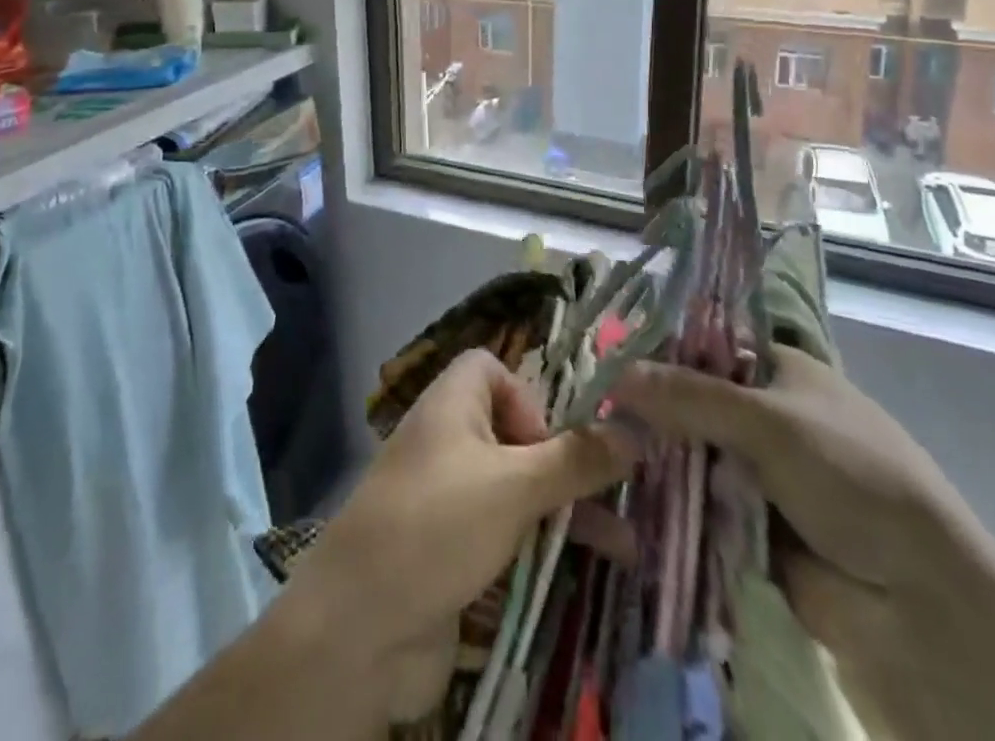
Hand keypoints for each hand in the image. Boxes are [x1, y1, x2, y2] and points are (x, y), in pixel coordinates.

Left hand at [284, 349, 632, 717]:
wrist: (358, 627)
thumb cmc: (439, 524)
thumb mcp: (515, 486)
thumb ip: (576, 459)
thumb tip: (635, 431)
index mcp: (451, 403)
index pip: (489, 368)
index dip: (526, 393)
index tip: (552, 437)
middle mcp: (447, 440)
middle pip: (513, 431)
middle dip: (564, 460)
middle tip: (613, 491)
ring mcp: (447, 498)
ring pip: (516, 488)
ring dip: (565, 511)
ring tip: (625, 547)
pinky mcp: (450, 551)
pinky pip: (504, 534)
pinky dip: (539, 546)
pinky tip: (583, 574)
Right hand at [612, 348, 975, 601]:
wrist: (921, 609)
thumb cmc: (853, 481)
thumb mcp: (771, 423)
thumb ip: (690, 395)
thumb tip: (615, 372)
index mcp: (780, 371)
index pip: (704, 346)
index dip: (658, 349)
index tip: (604, 357)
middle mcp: (766, 415)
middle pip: (691, 401)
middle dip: (649, 410)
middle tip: (590, 411)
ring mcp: (757, 474)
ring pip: (689, 455)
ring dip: (655, 461)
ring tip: (595, 455)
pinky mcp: (748, 528)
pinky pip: (696, 506)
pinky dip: (669, 506)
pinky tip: (622, 500)